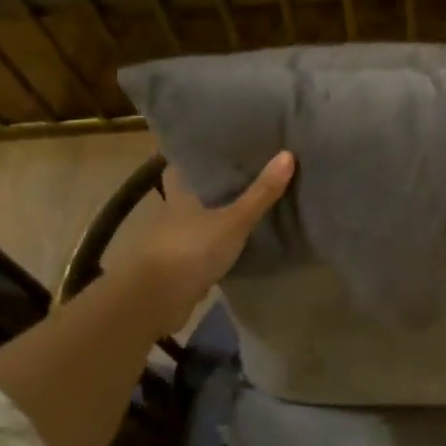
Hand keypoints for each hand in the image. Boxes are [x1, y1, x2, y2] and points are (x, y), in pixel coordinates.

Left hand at [119, 151, 294, 335]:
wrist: (157, 299)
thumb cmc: (191, 249)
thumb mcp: (234, 220)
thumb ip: (261, 193)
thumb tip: (288, 154)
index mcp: (181, 193)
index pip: (186, 165)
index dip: (201, 155)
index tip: (224, 146)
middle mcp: (174, 212)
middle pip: (196, 192)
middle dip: (216, 186)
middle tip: (248, 174)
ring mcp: (176, 240)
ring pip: (200, 220)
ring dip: (218, 216)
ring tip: (250, 205)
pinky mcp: (182, 266)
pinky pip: (205, 247)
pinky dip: (219, 244)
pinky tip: (240, 242)